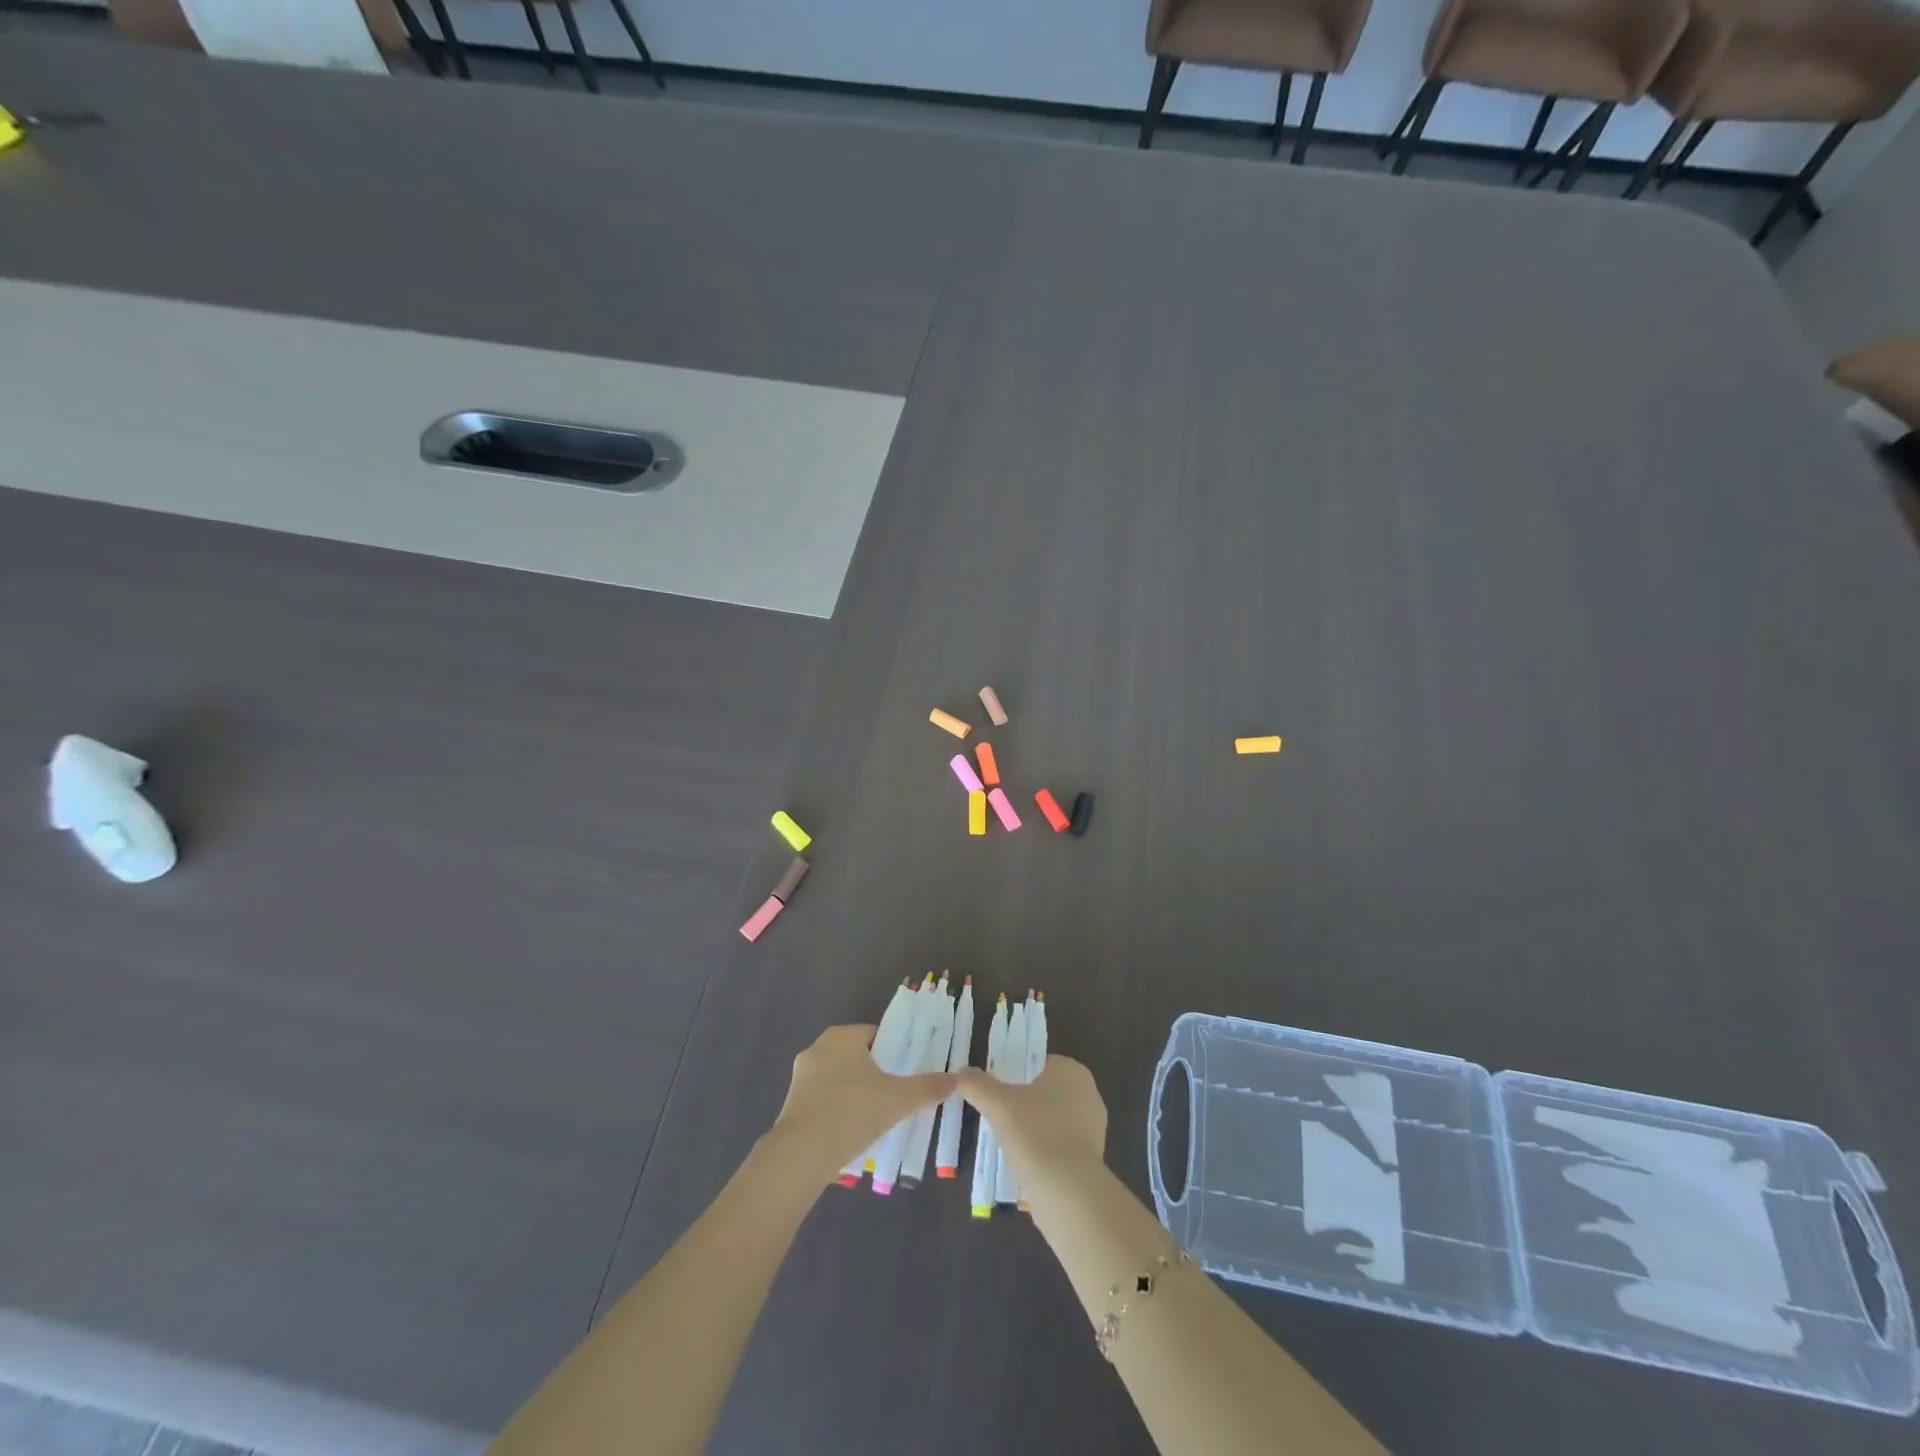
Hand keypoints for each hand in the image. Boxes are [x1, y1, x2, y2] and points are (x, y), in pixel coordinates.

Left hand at [766, 1024, 955, 1186]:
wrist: (801, 1155)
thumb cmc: (852, 1112)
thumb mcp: (898, 1100)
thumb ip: (927, 1088)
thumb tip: (956, 1079)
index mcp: (841, 1036)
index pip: (876, 1034)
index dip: (895, 1052)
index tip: (908, 1073)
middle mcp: (818, 1049)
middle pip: (858, 1056)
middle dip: (876, 1074)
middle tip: (897, 1096)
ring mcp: (801, 1077)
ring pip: (840, 1079)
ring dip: (857, 1094)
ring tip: (877, 1118)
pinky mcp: (792, 1104)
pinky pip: (824, 1100)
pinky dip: (839, 1111)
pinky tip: (853, 1132)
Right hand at [956, 1055, 1107, 1202]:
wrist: (1068, 1192)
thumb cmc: (1035, 1134)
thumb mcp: (997, 1104)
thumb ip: (977, 1084)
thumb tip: (961, 1073)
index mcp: (1072, 1071)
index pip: (1040, 1064)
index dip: (1017, 1075)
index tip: (998, 1092)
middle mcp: (1088, 1093)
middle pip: (1046, 1092)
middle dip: (1024, 1104)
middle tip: (999, 1117)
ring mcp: (1094, 1128)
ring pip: (1054, 1120)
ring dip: (1034, 1130)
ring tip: (1008, 1143)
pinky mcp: (1093, 1158)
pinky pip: (1061, 1146)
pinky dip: (1045, 1152)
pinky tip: (1025, 1165)